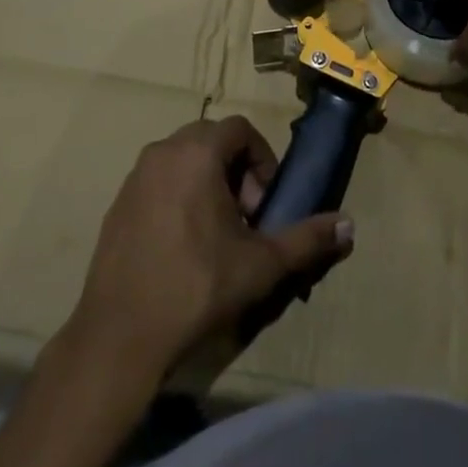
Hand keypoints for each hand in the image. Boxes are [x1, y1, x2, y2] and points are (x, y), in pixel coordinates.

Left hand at [65, 116, 353, 383]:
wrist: (120, 337)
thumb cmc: (196, 288)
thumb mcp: (261, 265)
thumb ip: (307, 239)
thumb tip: (349, 225)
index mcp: (196, 153)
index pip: (240, 129)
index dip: (262, 159)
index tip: (265, 204)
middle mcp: (162, 152)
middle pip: (211, 140)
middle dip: (237, 170)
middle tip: (246, 218)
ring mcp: (135, 177)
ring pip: (183, 159)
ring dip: (209, 183)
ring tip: (218, 234)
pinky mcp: (118, 204)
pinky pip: (159, 181)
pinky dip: (180, 196)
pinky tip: (184, 247)